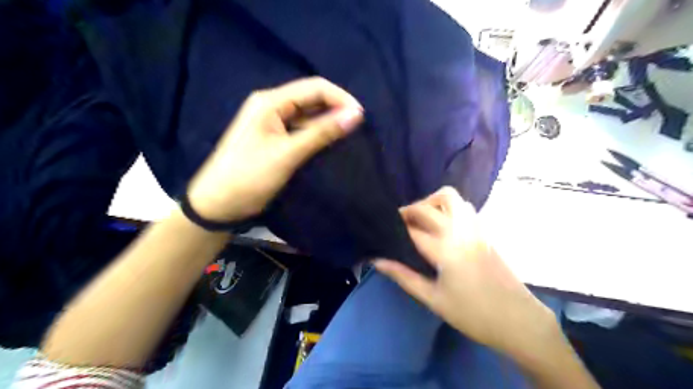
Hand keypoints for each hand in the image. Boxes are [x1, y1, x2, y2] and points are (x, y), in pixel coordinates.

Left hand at [187, 76, 363, 220]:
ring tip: (349, 137)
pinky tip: (331, 145)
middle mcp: (271, 106)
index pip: (314, 87)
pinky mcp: (275, 140)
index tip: (361, 117)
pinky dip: (317, 136)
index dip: (340, 98)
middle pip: (311, 99)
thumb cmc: (249, 176)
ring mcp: (272, 123)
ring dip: (328, 124)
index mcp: (270, 101)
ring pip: (308, 116)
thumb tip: (356, 114)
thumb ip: (322, 133)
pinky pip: (301, 131)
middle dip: (335, 110)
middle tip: (358, 128)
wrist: (218, 204)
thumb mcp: (288, 154)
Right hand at [376, 186, 559, 359]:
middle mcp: (459, 231)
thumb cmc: (472, 314)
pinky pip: (463, 207)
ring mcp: (474, 228)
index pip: (412, 230)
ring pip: (450, 197)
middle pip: (428, 206)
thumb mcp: (433, 299)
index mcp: (444, 249)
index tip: (381, 228)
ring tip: (422, 219)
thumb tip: (378, 261)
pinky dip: (448, 207)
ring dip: (431, 202)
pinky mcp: (484, 231)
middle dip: (409, 210)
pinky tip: (442, 225)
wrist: (518, 320)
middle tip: (399, 223)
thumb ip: (404, 276)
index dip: (394, 227)